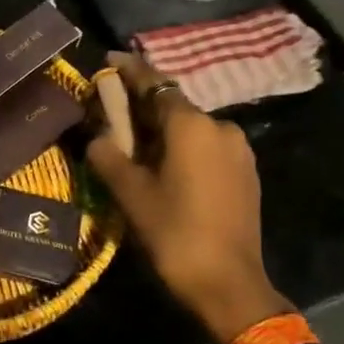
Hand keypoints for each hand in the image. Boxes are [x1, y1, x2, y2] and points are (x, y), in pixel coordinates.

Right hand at [86, 54, 289, 343]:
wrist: (228, 283)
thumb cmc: (173, 232)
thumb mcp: (129, 192)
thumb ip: (107, 154)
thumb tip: (98, 136)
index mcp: (191, 125)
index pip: (154, 84)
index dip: (129, 70)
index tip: (109, 60)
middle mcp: (220, 128)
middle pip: (172, 106)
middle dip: (141, 107)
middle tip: (110, 114)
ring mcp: (238, 152)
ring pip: (190, 129)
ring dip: (162, 130)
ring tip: (134, 146)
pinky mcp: (245, 175)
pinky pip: (205, 148)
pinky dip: (181, 148)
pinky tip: (163, 167)